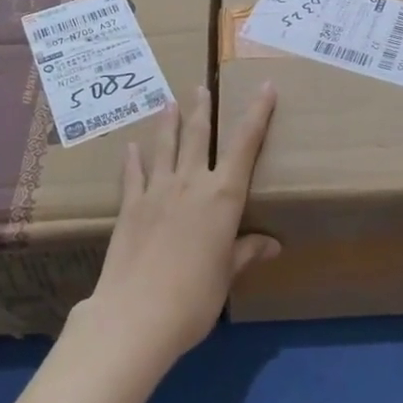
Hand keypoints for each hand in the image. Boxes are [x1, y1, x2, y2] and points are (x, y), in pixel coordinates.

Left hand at [79, 83, 280, 370]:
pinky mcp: (130, 206)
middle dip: (203, 108)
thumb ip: (245, 252)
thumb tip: (272, 245)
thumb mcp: (226, 276)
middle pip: (198, 135)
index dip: (257, 113)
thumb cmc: (194, 298)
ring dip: (168, 122)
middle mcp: (191, 183)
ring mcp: (157, 191)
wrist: (135, 316)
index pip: (245, 144)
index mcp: (223, 196)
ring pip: (165, 146)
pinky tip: (131, 147)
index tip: (265, 87)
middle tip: (202, 87)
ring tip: (169, 102)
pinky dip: (133, 158)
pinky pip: (133, 174)